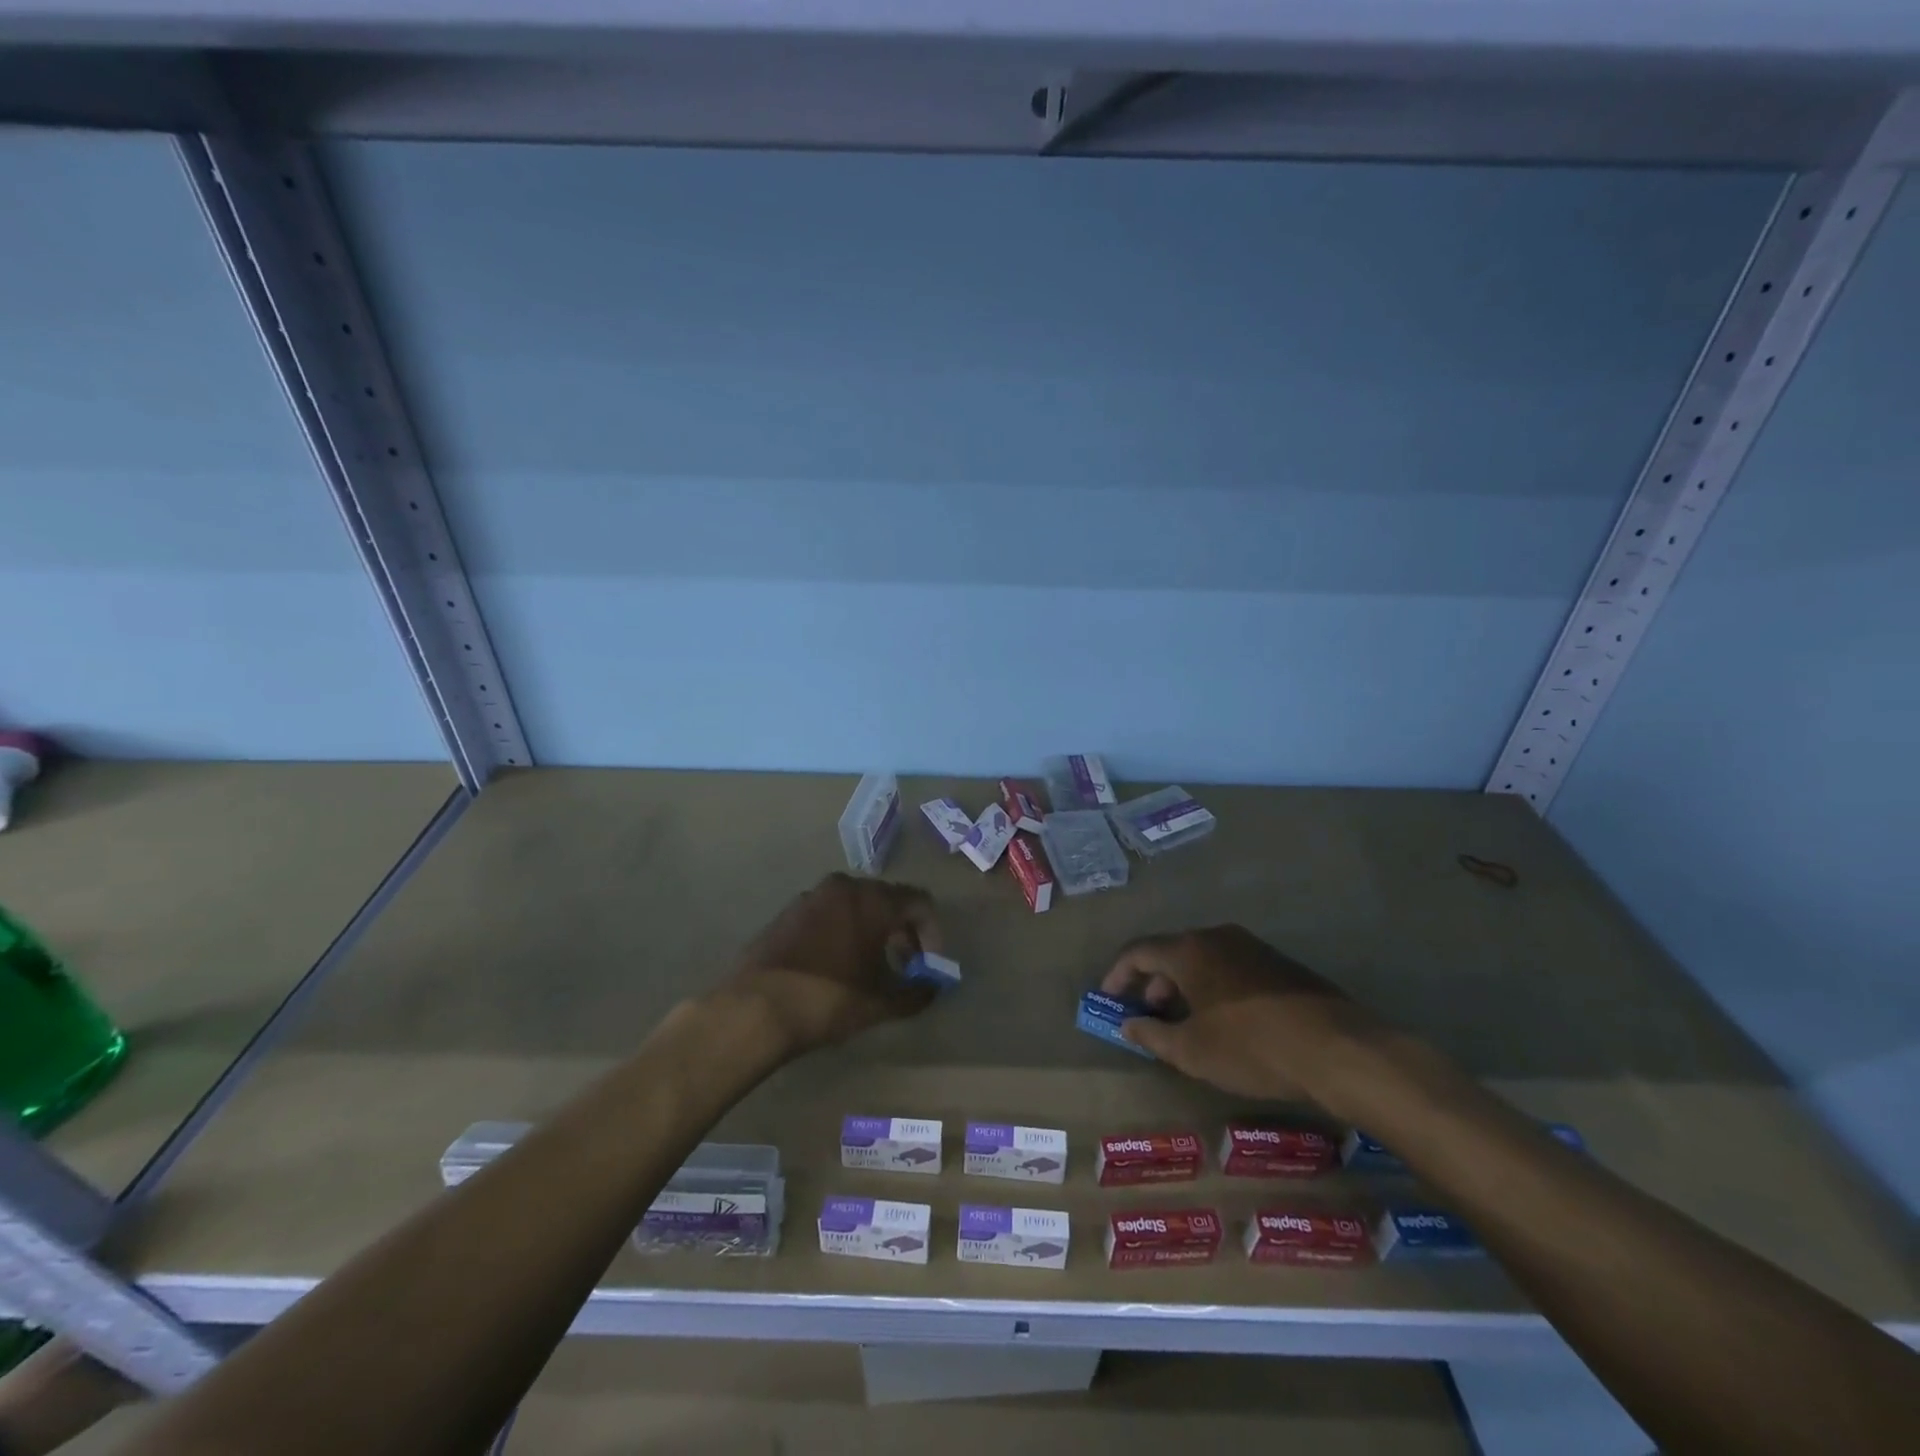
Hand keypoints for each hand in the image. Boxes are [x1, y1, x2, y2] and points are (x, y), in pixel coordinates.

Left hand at [720, 873, 941, 1058]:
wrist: (754, 1008)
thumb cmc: (828, 999)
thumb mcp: (880, 1002)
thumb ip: (916, 992)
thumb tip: (934, 988)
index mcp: (872, 899)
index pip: (919, 902)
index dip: (932, 934)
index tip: (928, 966)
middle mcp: (844, 887)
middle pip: (887, 900)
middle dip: (902, 932)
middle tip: (904, 967)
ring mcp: (810, 897)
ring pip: (855, 906)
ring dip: (871, 932)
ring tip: (870, 969)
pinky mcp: (787, 913)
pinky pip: (828, 915)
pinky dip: (842, 933)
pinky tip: (836, 967)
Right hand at [1101, 925, 1380, 1101]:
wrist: (1337, 1049)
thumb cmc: (1251, 1047)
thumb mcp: (1192, 1051)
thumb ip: (1153, 1035)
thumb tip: (1128, 1024)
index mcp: (1189, 950)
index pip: (1138, 950)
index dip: (1117, 974)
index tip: (1107, 998)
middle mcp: (1217, 937)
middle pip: (1171, 951)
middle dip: (1152, 982)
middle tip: (1148, 1015)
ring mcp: (1251, 947)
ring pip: (1202, 959)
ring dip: (1184, 986)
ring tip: (1185, 1023)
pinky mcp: (1279, 965)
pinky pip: (1230, 968)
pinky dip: (1213, 987)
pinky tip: (1224, 1021)